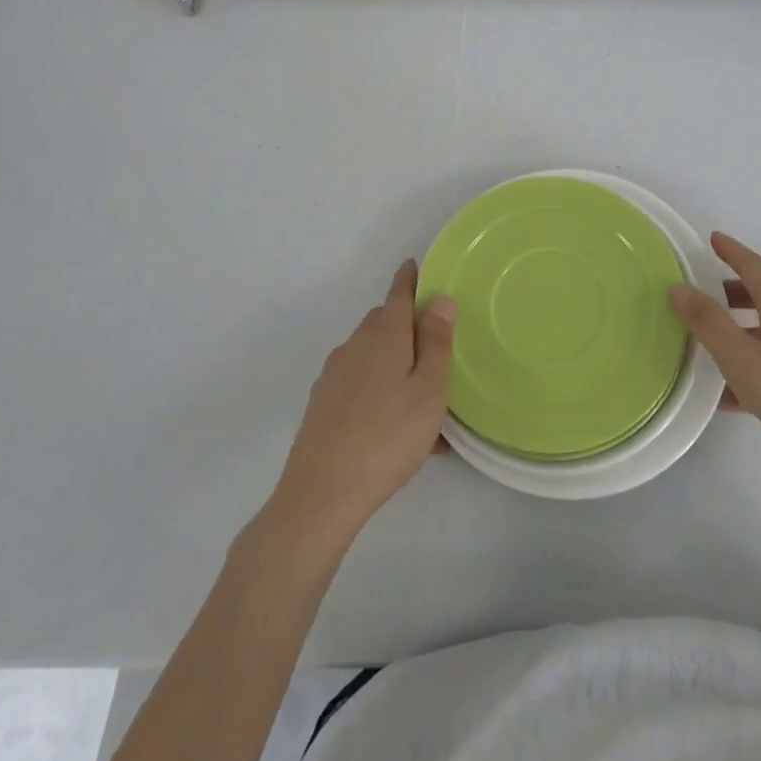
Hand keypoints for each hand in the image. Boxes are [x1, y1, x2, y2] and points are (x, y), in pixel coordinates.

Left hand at [271, 260, 454, 539]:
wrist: (321, 494)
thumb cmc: (388, 436)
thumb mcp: (429, 389)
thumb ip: (436, 342)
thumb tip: (439, 298)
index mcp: (384, 334)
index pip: (398, 292)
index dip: (410, 278)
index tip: (416, 266)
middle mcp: (355, 345)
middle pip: (384, 323)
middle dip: (408, 327)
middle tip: (437, 351)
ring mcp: (334, 375)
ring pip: (372, 356)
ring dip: (396, 365)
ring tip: (424, 404)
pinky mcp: (323, 404)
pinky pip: (360, 384)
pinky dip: (381, 391)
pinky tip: (398, 429)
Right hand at [669, 233, 760, 516]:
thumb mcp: (744, 360)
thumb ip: (709, 323)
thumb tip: (678, 288)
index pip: (753, 266)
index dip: (731, 251)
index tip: (712, 238)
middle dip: (732, 291)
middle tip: (702, 294)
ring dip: (739, 331)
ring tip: (708, 348)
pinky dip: (752, 366)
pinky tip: (730, 398)